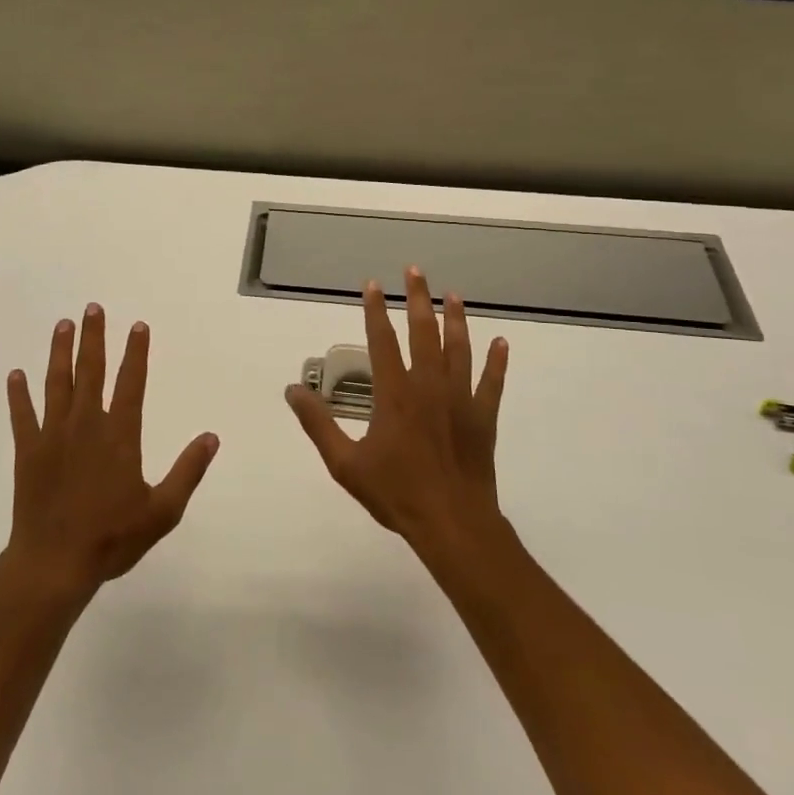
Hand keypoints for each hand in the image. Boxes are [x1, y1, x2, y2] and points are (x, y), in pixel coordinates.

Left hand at [5, 305, 218, 603]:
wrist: (54, 564)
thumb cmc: (112, 538)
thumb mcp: (162, 511)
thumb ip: (188, 471)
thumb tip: (211, 437)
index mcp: (119, 436)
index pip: (131, 383)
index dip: (136, 353)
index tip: (138, 325)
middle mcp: (86, 425)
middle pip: (92, 371)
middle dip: (94, 338)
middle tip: (93, 308)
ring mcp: (53, 435)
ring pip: (57, 383)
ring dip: (60, 352)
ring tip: (63, 325)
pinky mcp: (28, 451)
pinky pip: (22, 416)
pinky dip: (18, 395)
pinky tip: (15, 374)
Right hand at [287, 267, 508, 551]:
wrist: (451, 524)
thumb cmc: (395, 493)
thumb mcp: (344, 463)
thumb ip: (318, 423)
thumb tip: (292, 390)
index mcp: (394, 393)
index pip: (381, 340)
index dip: (375, 310)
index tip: (372, 285)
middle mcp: (429, 386)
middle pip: (423, 332)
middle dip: (418, 298)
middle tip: (415, 270)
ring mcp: (460, 399)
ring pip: (459, 349)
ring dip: (456, 320)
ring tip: (453, 296)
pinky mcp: (483, 417)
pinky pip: (492, 382)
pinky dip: (497, 362)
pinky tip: (501, 342)